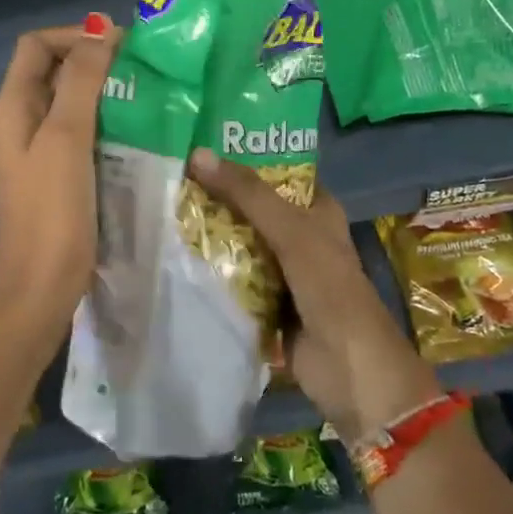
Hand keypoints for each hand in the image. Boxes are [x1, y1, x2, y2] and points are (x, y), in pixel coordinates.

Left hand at [0, 17, 121, 316]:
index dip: (76, 35)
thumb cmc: (52, 211)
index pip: (38, 45)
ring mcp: (35, 148)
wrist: (41, 288)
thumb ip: (82, 81)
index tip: (121, 44)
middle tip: (141, 68)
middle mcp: (18, 120)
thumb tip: (100, 27)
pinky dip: (102, 120)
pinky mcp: (54, 172)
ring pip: (68, 100)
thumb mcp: (67, 137)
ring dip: (102, 90)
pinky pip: (77, 130)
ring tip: (144, 94)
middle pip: (52, 69)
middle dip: (94, 60)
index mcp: (11, 106)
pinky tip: (134, 129)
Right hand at [186, 149, 437, 441]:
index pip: (276, 173)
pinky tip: (176, 253)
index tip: (199, 145)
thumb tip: (197, 154)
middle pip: (253, 208)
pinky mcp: (266, 302)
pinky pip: (234, 277)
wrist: (349, 368)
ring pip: (241, 242)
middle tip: (171, 177)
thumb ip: (247, 194)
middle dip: (218, 196)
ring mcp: (283, 270)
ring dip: (211, 233)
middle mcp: (300, 235)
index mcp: (317, 210)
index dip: (243, 158)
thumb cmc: (329, 288)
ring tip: (163, 207)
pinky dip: (212, 269)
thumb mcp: (291, 231)